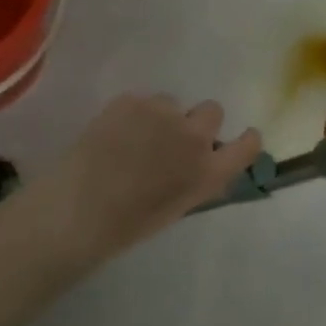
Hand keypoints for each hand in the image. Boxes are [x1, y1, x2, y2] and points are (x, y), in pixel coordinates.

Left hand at [33, 95, 262, 258]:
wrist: (77, 210)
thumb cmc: (127, 224)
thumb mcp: (177, 207)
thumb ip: (197, 179)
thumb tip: (201, 162)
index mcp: (209, 172)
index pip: (248, 145)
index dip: (245, 139)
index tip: (237, 139)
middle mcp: (194, 137)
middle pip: (212, 111)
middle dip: (198, 122)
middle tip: (172, 139)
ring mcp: (162, 113)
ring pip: (172, 103)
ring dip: (161, 116)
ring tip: (134, 138)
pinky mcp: (131, 101)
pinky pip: (141, 101)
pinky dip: (132, 114)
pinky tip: (113, 134)